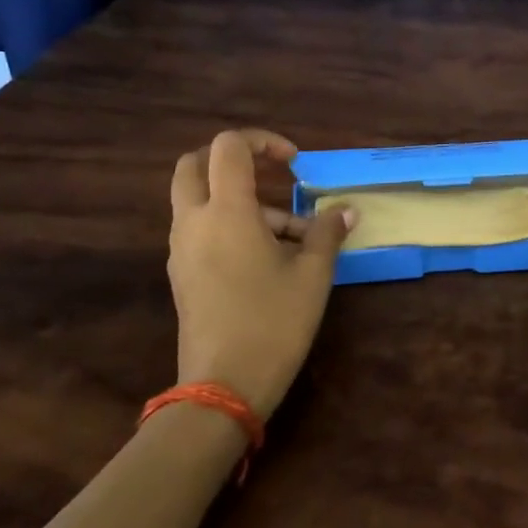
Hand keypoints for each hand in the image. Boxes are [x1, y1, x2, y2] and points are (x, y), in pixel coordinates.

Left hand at [168, 129, 354, 418]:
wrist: (223, 387)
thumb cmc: (273, 322)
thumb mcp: (313, 275)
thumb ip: (328, 234)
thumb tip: (346, 212)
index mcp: (226, 211)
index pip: (228, 147)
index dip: (261, 141)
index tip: (293, 163)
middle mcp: (194, 222)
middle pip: (194, 164)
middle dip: (233, 159)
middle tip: (271, 174)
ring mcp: (181, 249)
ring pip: (199, 200)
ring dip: (240, 199)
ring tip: (294, 235)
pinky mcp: (182, 273)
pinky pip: (201, 229)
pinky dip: (230, 225)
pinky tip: (269, 258)